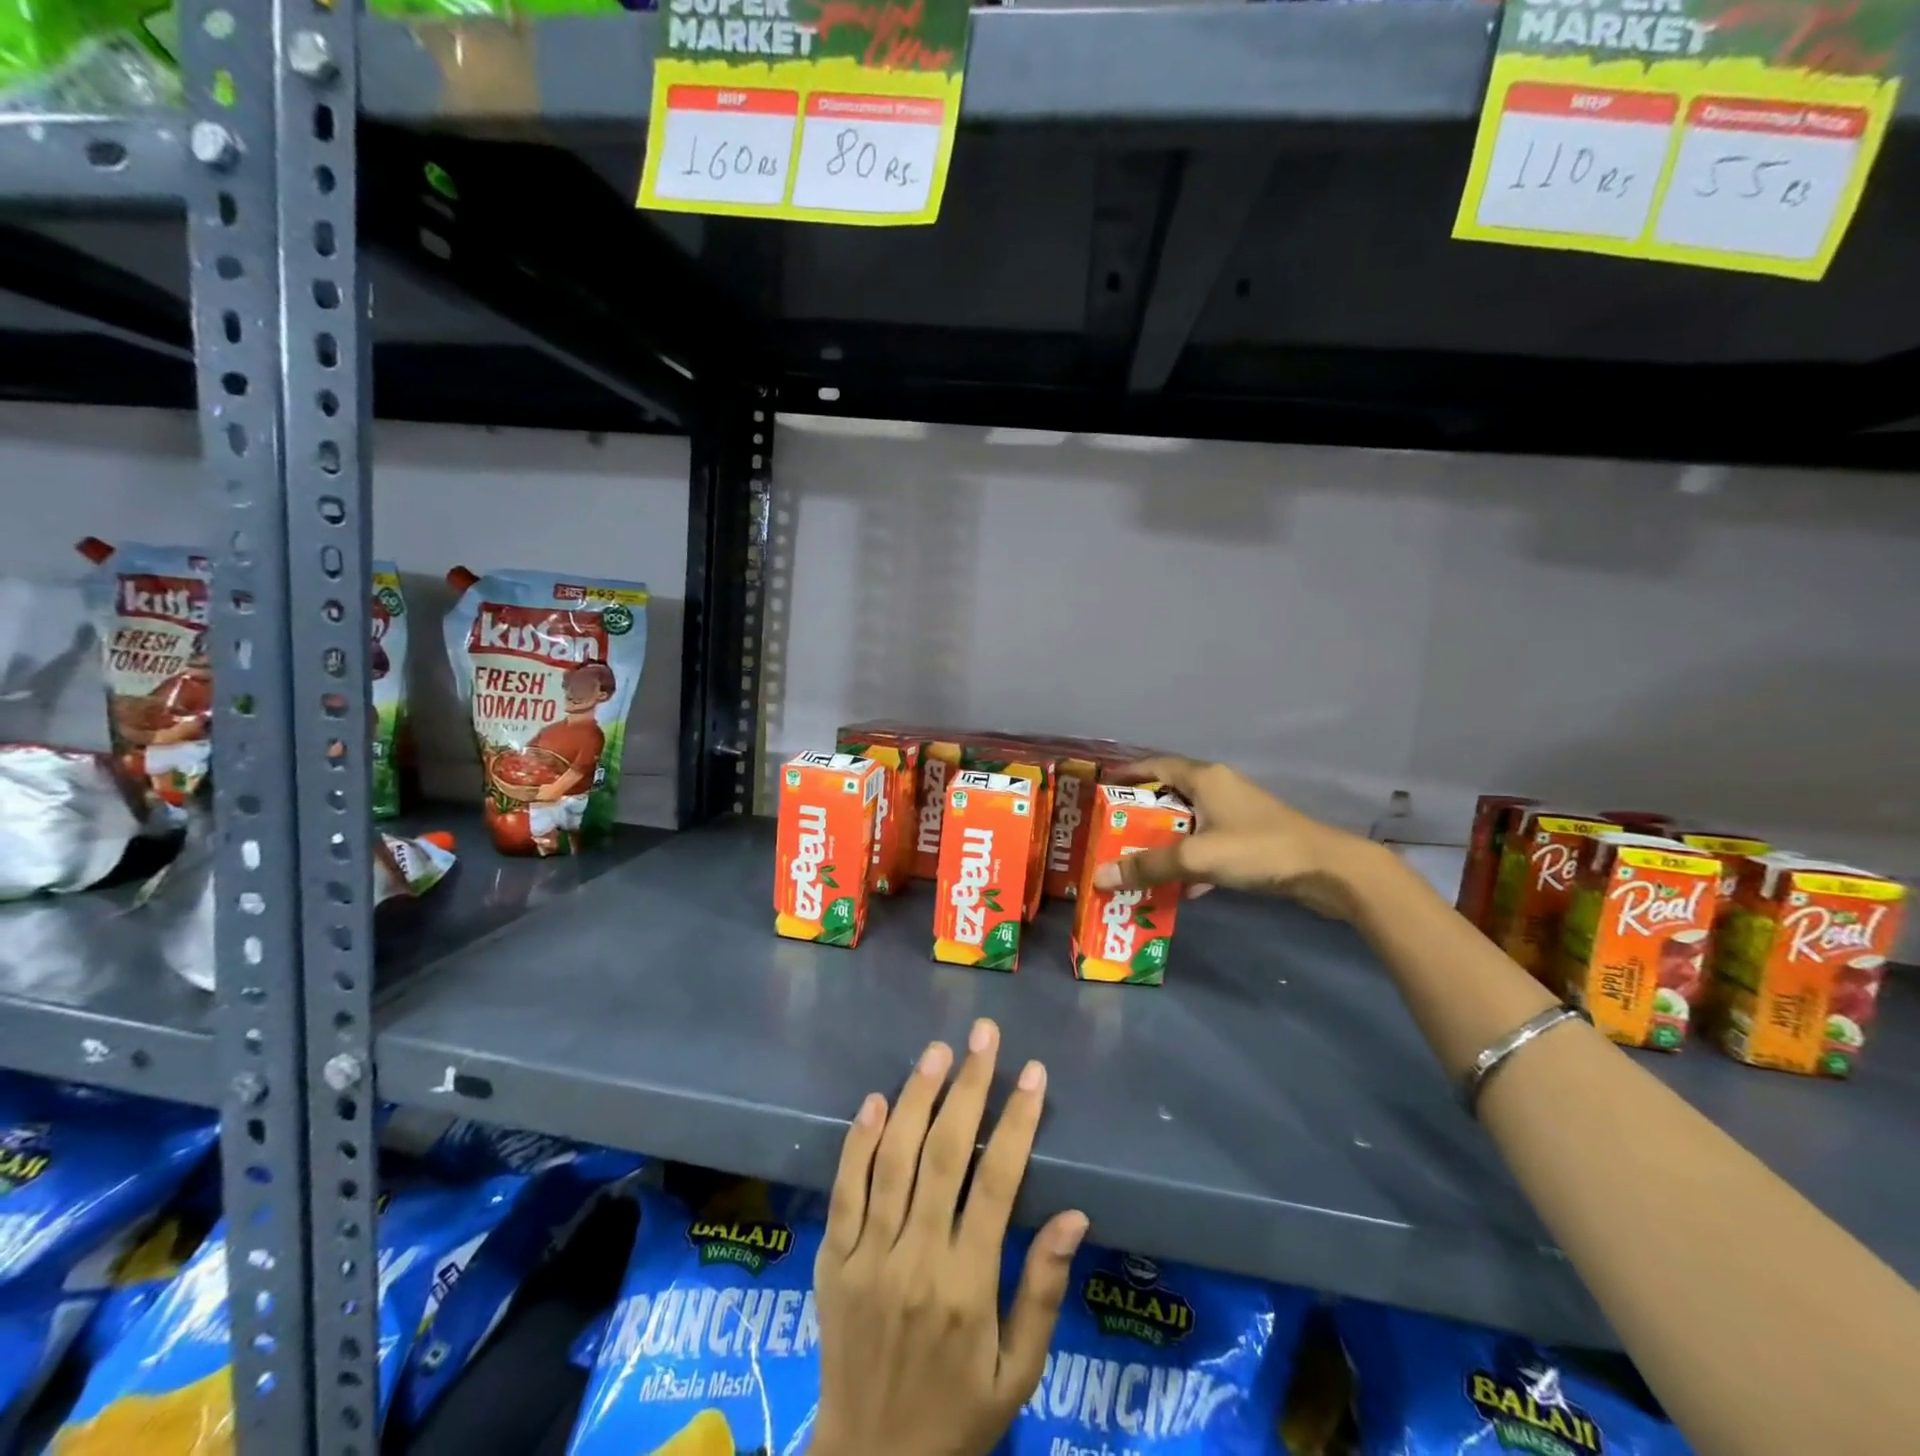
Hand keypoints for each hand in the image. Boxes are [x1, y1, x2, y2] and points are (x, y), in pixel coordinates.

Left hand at [812, 1019, 1089, 1455]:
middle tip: (983, 1035)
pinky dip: (858, 1141)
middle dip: (968, 1087)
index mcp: (966, 1286)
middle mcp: (915, 1260)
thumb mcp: (1017, 1375)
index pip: (997, 1184)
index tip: (1032, 1072)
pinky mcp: (830, 1260)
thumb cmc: (956, 1416)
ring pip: (892, 1160)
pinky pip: (843, 1190)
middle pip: (943, 1155)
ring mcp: (866, 1257)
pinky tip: (877, 1099)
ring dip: (916, 1098)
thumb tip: (1075, 1216)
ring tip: (938, 1051)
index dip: (1016, 1122)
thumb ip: (1042, 1291)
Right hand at [1092, 754, 1382, 922]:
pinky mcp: (1250, 837)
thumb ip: (1148, 866)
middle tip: (1110, 834)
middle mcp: (1218, 787)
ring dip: (1164, 841)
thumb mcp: (1197, 857)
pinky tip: (1180, 888)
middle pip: (1168, 795)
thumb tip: (1099, 877)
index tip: (1099, 790)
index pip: (1154, 765)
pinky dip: (1190, 860)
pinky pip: (1207, 843)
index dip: (1126, 774)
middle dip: (1138, 815)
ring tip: (1135, 862)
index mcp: (1204, 777)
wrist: (1327, 869)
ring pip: (1188, 822)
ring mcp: (1236, 813)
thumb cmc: (1257, 849)